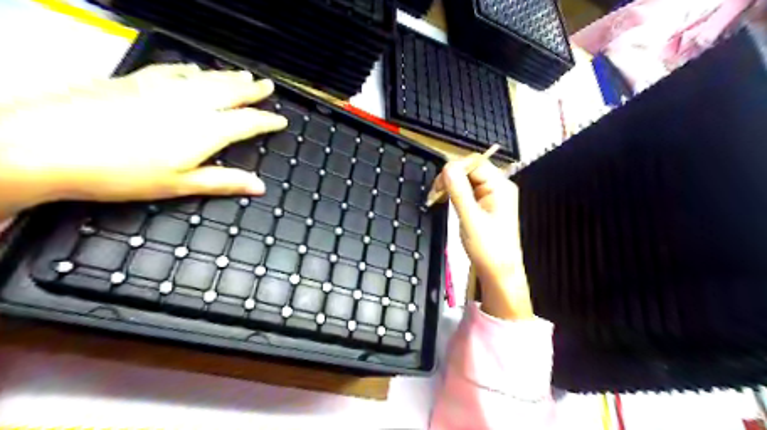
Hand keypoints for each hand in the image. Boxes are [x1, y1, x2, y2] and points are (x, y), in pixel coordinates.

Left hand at [0, 65, 284, 221]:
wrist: (48, 144)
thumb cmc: (121, 172)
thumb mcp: (180, 184)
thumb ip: (223, 181)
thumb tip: (260, 186)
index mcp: (206, 130)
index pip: (248, 121)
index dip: (268, 120)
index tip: (281, 120)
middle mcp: (190, 103)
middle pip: (231, 91)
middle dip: (253, 90)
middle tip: (268, 86)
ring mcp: (163, 88)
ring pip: (207, 78)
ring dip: (229, 76)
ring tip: (244, 74)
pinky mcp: (136, 80)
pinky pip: (174, 69)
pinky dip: (191, 69)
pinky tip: (194, 69)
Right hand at [434, 156, 533, 319]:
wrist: (499, 273)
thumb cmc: (490, 250)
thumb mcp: (471, 219)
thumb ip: (459, 192)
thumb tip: (448, 168)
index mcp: (500, 187)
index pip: (475, 163)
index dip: (454, 169)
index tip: (438, 185)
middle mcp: (498, 187)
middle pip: (470, 169)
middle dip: (450, 177)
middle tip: (435, 194)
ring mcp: (492, 196)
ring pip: (466, 179)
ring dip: (450, 186)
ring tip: (438, 198)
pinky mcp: (485, 205)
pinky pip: (467, 190)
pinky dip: (454, 193)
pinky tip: (446, 201)